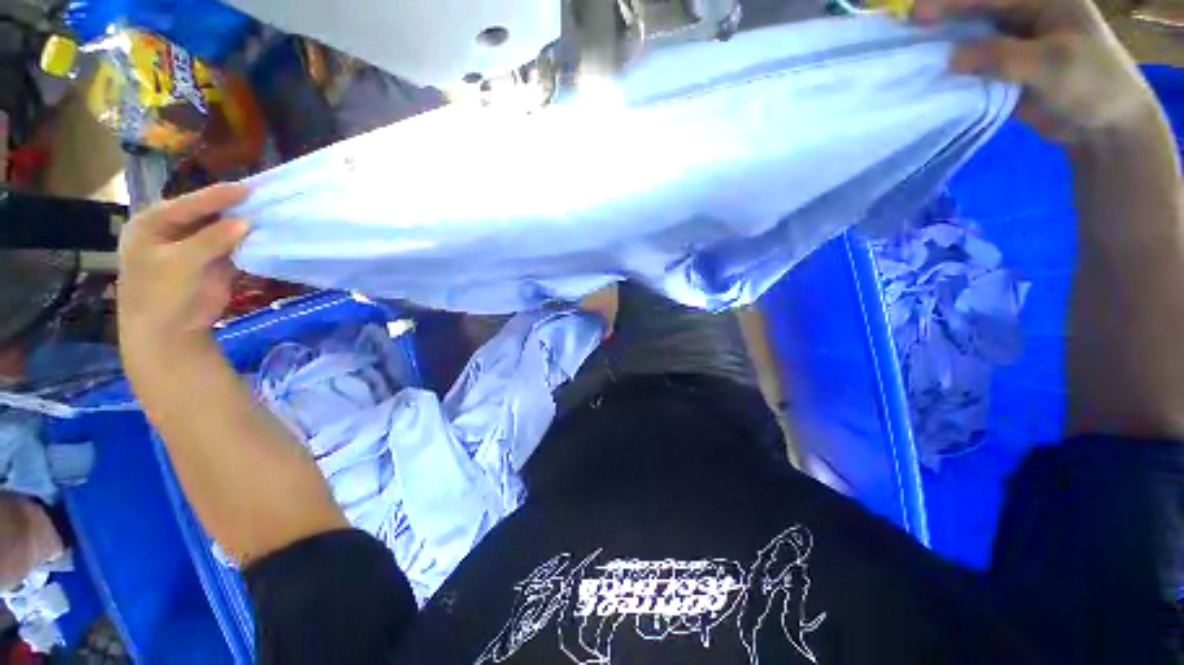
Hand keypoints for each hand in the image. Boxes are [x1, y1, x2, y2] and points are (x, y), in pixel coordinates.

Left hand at [117, 184, 249, 350]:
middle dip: (231, 207)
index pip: (187, 204)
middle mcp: (173, 231)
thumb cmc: (160, 293)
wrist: (169, 332)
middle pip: (205, 213)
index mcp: (152, 224)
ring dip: (242, 223)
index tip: (246, 188)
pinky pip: (233, 246)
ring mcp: (195, 247)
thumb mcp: (181, 263)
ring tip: (267, 211)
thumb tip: (246, 222)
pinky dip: (248, 241)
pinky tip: (264, 233)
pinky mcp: (214, 263)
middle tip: (260, 196)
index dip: (215, 196)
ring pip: (221, 229)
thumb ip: (212, 239)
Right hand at [913, 0, 1156, 144]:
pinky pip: (975, 65)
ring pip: (973, 38)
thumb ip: (1002, 57)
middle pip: (978, 12)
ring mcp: (1015, 44)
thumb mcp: (1051, 64)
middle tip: (910, 31)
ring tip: (915, 53)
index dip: (954, 2)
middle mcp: (1026, 17)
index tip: (918, 14)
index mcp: (1043, 1)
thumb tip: (951, 58)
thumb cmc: (1091, 85)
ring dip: (946, 46)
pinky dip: (955, 70)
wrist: (1105, 127)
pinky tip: (934, 74)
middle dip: (945, 20)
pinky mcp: (1006, 70)